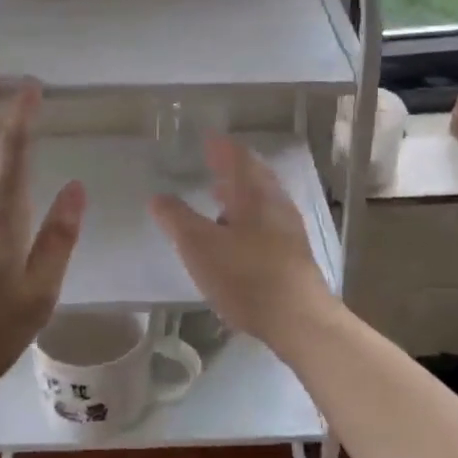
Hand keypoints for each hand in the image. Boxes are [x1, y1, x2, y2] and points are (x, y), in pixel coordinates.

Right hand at [148, 135, 332, 347]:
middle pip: (254, 175)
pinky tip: (235, 235)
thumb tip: (158, 197)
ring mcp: (288, 228)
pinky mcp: (293, 253)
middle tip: (212, 162)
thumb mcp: (199, 246)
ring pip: (261, 199)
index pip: (237, 156)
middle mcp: (275, 202)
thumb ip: (176, 218)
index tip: (207, 138)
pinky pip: (267, 220)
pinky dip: (248, 215)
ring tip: (218, 195)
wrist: (299, 319)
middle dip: (231, 167)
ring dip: (240, 193)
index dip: (221, 146)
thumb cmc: (246, 276)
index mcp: (254, 192)